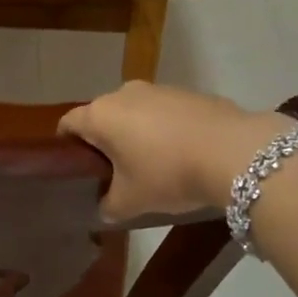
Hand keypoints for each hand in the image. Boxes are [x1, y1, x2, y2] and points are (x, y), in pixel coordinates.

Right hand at [59, 82, 286, 221]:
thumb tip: (104, 208)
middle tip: (114, 173)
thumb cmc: (167, 173)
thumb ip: (109, 206)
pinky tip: (182, 153)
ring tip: (152, 165)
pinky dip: (165, 129)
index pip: (68, 123)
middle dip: (105, 141)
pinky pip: (164, 112)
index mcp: (101, 115)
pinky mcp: (187, 92)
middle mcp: (123, 93)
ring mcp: (158, 89)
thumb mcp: (131, 201)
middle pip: (102, 116)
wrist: (231, 150)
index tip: (74, 168)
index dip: (66, 146)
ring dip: (136, 133)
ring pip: (135, 112)